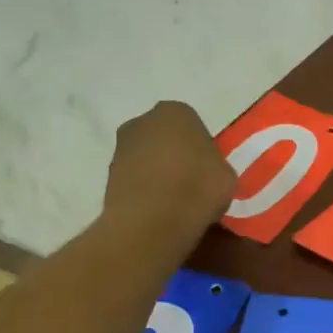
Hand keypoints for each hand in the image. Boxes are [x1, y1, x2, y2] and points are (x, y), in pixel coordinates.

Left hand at [104, 101, 234, 238]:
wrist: (152, 221)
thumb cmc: (197, 188)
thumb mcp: (226, 175)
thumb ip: (213, 165)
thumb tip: (204, 173)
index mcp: (176, 111)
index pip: (192, 125)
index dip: (201, 148)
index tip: (207, 170)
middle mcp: (143, 121)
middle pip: (164, 137)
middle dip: (174, 155)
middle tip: (190, 183)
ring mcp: (120, 147)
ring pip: (146, 157)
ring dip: (156, 173)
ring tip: (173, 201)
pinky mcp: (106, 175)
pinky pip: (134, 179)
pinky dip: (143, 190)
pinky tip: (156, 210)